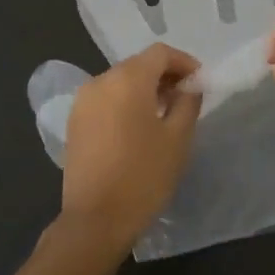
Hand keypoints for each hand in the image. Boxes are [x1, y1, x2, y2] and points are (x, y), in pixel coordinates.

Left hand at [58, 44, 203, 250]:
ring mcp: (82, 102)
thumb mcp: (178, 138)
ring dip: (144, 90)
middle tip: (186, 98)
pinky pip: (106, 100)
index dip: (184, 62)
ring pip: (120, 82)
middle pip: (138, 65)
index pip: (160, 54)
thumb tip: (189, 86)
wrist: (95, 220)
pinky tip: (138, 129)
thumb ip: (188, 102)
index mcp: (127, 79)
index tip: (200, 82)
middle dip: (165, 76)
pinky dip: (125, 103)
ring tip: (165, 115)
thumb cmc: (144, 175)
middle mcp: (100, 81)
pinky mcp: (74, 122)